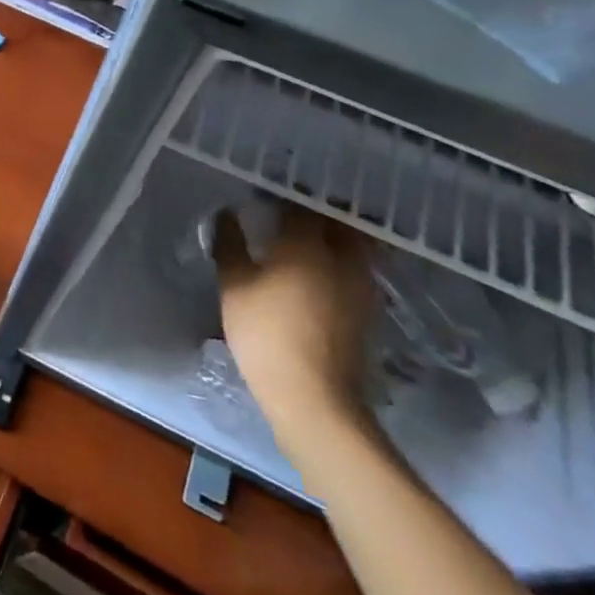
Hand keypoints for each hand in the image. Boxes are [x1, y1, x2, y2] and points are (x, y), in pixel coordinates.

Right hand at [214, 202, 376, 454]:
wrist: (314, 397)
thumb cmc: (265, 333)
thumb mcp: (234, 286)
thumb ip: (230, 245)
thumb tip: (227, 215)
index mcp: (307, 243)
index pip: (300, 206)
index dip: (282, 198)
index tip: (264, 199)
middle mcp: (342, 256)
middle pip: (336, 222)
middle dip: (316, 214)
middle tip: (290, 216)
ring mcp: (361, 284)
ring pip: (352, 246)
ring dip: (332, 238)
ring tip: (304, 243)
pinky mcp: (367, 310)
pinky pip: (355, 270)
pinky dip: (339, 263)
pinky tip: (317, 274)